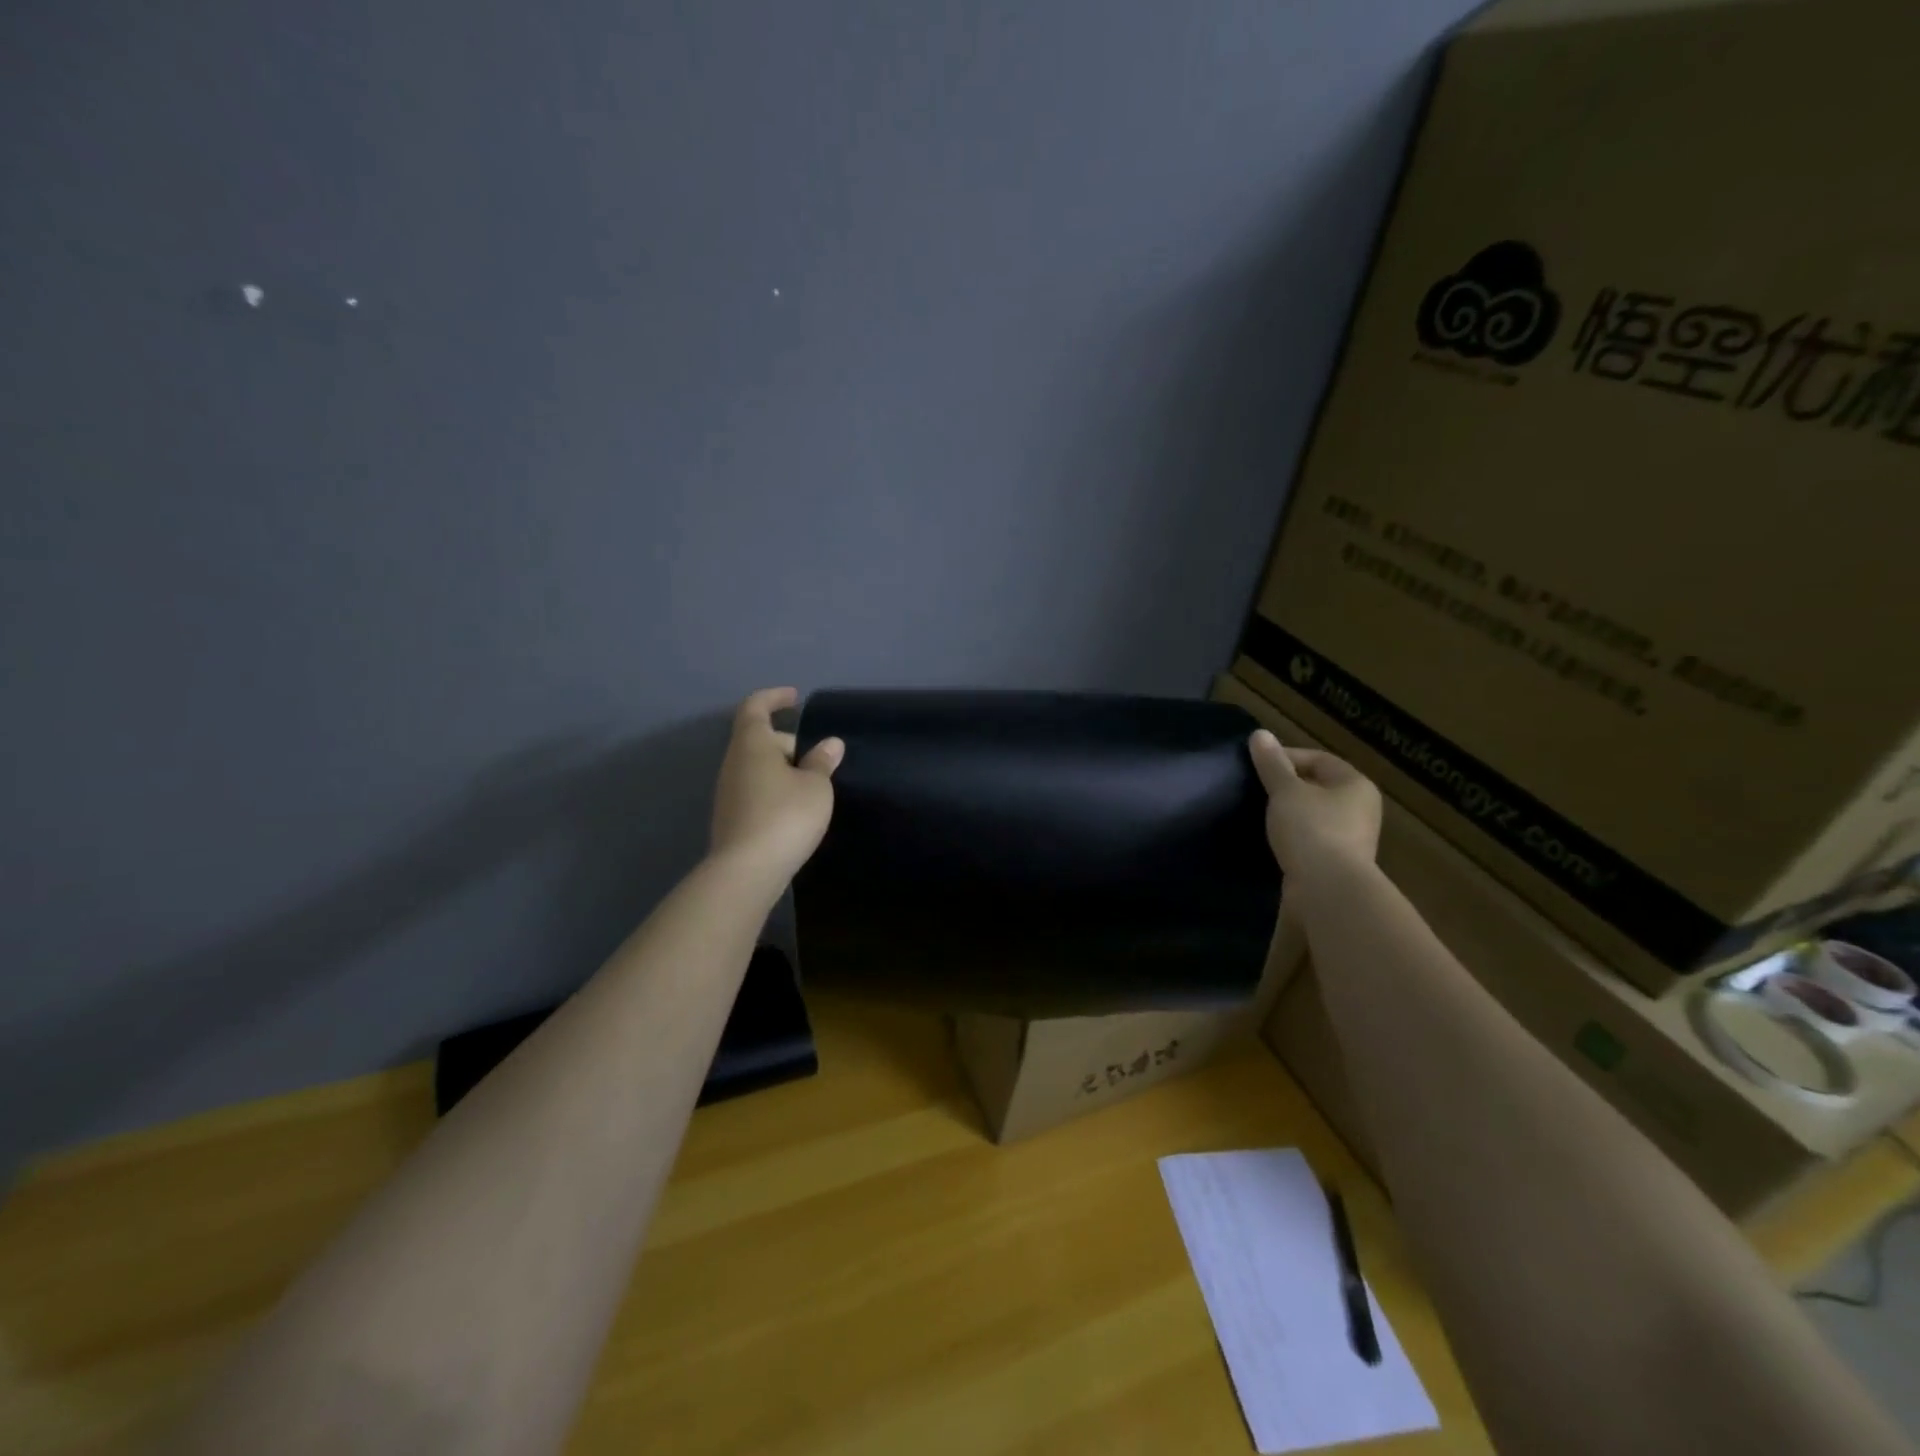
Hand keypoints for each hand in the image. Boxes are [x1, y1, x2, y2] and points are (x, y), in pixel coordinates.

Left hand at [710, 688, 844, 884]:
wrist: (747, 871)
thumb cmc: (785, 816)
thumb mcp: (815, 787)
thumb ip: (822, 762)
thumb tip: (830, 744)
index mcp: (751, 745)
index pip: (755, 707)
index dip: (774, 697)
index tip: (795, 697)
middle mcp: (733, 763)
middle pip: (759, 740)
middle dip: (788, 742)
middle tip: (819, 759)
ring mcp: (728, 792)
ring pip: (757, 767)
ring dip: (783, 769)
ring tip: (813, 786)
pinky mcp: (731, 817)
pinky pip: (755, 790)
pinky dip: (775, 789)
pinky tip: (797, 809)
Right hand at [1247, 729, 1381, 877]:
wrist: (1328, 889)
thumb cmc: (1311, 829)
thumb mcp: (1285, 791)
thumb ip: (1271, 764)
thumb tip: (1259, 734)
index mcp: (1355, 784)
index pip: (1319, 759)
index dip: (1286, 757)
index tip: (1256, 765)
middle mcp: (1361, 809)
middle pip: (1318, 788)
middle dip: (1287, 787)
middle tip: (1256, 789)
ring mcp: (1352, 839)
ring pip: (1315, 816)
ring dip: (1289, 814)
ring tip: (1260, 814)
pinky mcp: (1338, 864)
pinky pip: (1312, 841)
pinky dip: (1293, 838)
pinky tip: (1272, 841)